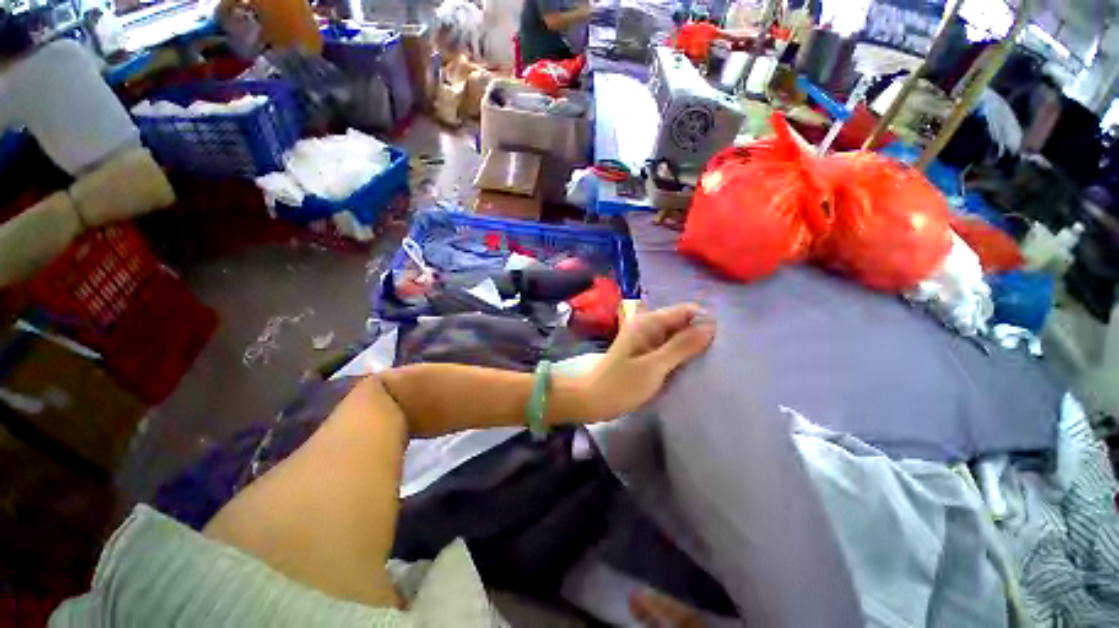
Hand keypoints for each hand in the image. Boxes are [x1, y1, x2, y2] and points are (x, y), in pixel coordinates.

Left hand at [575, 304, 714, 421]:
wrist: (591, 399)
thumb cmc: (621, 384)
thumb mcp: (654, 367)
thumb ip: (682, 346)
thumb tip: (711, 326)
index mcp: (649, 322)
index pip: (687, 311)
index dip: (705, 324)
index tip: (721, 345)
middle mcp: (648, 325)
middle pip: (683, 323)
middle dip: (700, 336)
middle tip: (718, 358)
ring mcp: (646, 339)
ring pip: (678, 337)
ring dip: (692, 348)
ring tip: (710, 365)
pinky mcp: (646, 353)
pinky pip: (669, 349)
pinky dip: (681, 356)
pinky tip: (692, 369)